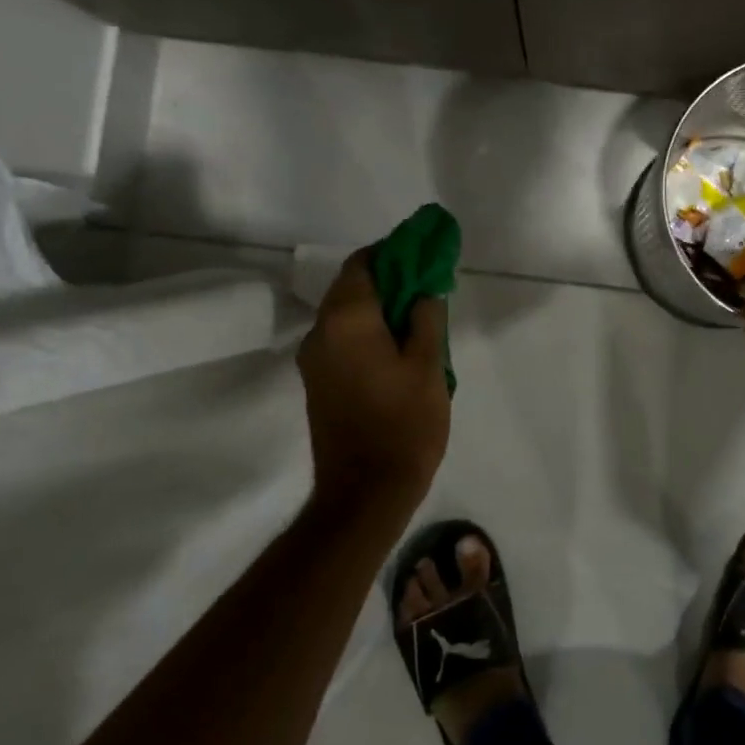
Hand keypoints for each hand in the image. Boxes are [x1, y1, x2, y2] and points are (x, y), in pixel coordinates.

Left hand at [298, 250, 450, 510]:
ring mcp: (315, 360)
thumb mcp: (429, 366)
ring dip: (380, 308)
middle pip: (353, 286)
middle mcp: (321, 332)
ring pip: (347, 315)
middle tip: (430, 289)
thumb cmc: (404, 424)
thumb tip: (424, 289)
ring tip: (420, 320)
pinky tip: (399, 348)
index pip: (364, 263)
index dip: (394, 252)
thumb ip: (426, 317)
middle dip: (391, 280)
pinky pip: (343, 340)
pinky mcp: (318, 382)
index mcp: (347, 320)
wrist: (365, 492)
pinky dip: (368, 331)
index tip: (426, 256)